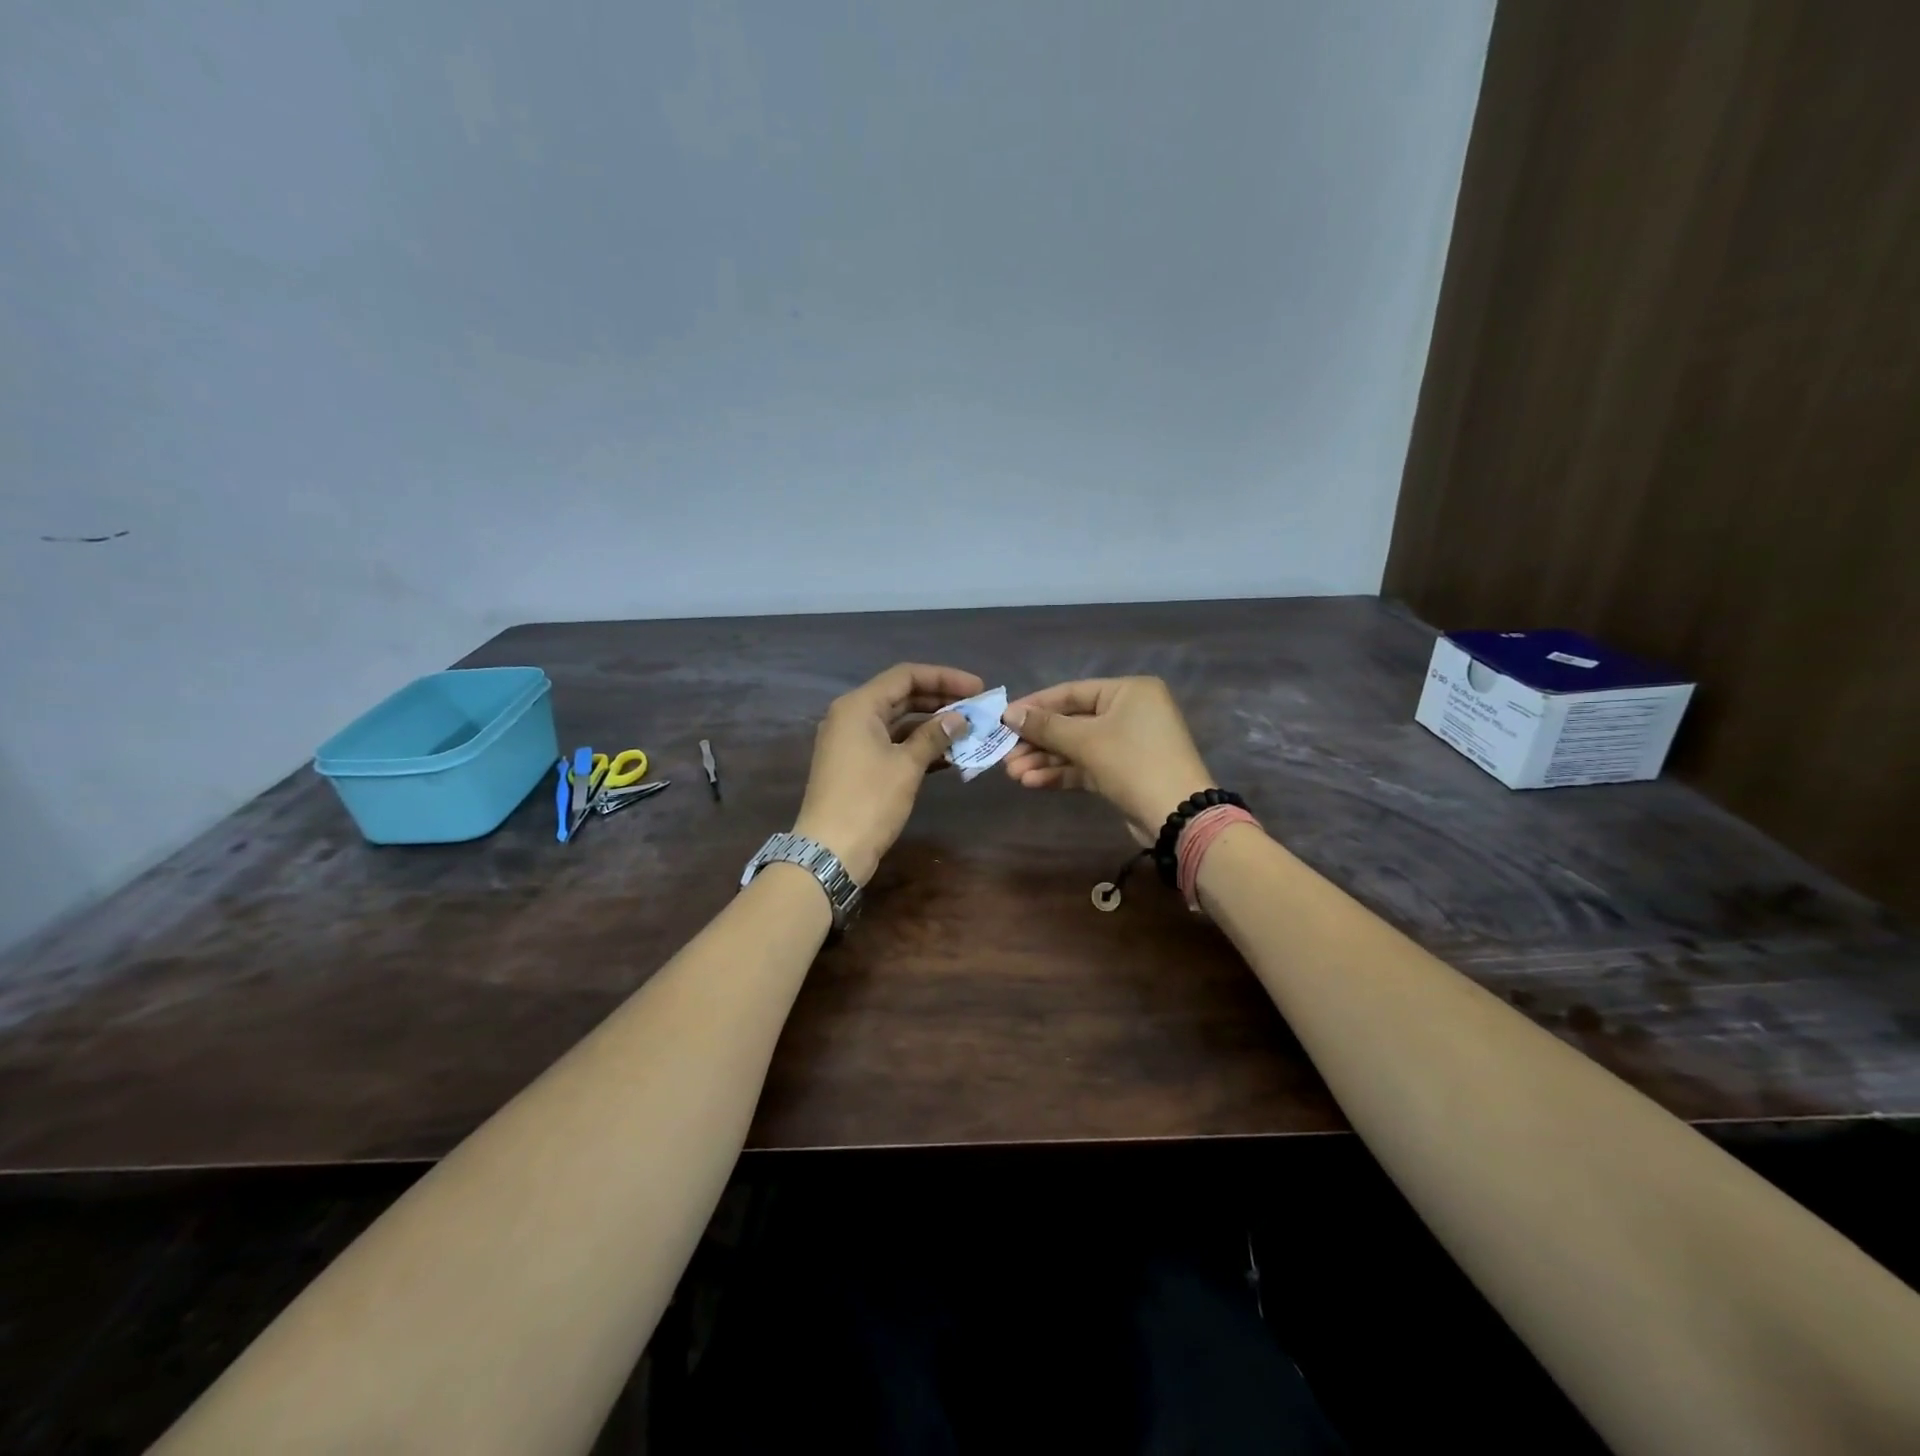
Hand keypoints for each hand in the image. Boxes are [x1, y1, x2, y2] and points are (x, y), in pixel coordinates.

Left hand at [792, 663, 981, 883]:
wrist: (830, 851)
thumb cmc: (869, 801)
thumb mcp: (906, 765)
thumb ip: (934, 735)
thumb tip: (959, 719)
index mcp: (859, 706)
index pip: (906, 676)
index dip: (944, 678)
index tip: (978, 688)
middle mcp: (852, 716)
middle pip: (902, 696)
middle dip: (940, 700)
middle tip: (977, 708)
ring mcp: (852, 742)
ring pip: (898, 721)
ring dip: (932, 725)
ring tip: (968, 731)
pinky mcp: (857, 765)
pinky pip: (892, 744)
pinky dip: (918, 745)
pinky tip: (948, 755)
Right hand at [1001, 677, 1214, 843]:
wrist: (1176, 815)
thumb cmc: (1132, 762)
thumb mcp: (1086, 740)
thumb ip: (1045, 726)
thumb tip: (1010, 714)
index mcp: (1128, 692)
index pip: (1072, 692)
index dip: (1035, 705)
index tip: (1003, 719)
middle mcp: (1130, 712)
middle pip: (1071, 721)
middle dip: (1037, 741)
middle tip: (1005, 753)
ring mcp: (1127, 744)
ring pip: (1076, 747)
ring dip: (1044, 760)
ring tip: (1013, 773)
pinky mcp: (1122, 772)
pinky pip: (1085, 766)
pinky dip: (1061, 773)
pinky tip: (1032, 782)